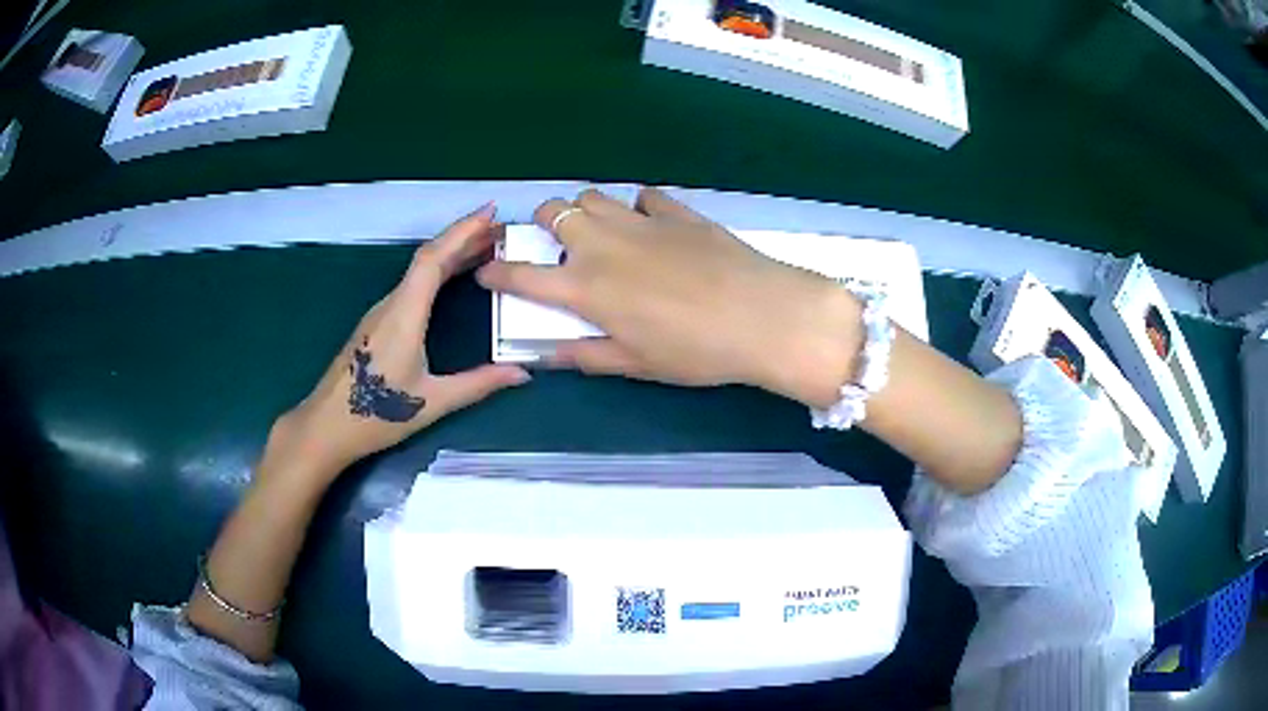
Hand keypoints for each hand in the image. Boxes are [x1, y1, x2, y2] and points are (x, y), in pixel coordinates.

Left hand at [269, 204, 529, 484]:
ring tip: (486, 248)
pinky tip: (453, 279)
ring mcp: (381, 312)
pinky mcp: (377, 323)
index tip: (491, 212)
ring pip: (418, 271)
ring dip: (451, 253)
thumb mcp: (433, 402)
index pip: (433, 259)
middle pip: (428, 258)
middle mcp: (391, 304)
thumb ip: (478, 384)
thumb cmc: (376, 415)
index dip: (462, 231)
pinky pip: (412, 286)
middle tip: (502, 230)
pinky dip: (438, 272)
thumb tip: (522, 374)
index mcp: (404, 314)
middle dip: (464, 237)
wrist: (326, 426)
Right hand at [476, 188, 862, 407]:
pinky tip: (649, 224)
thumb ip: (587, 356)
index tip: (487, 273)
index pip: (523, 277)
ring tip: (599, 233)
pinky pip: (644, 197)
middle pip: (555, 213)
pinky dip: (636, 207)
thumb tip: (550, 356)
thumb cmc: (697, 352)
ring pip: (593, 197)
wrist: (763, 316)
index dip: (498, 274)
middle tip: (555, 245)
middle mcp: (604, 246)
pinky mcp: (678, 213)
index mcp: (587, 289)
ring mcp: (641, 223)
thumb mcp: (638, 364)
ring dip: (584, 211)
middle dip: (543, 223)